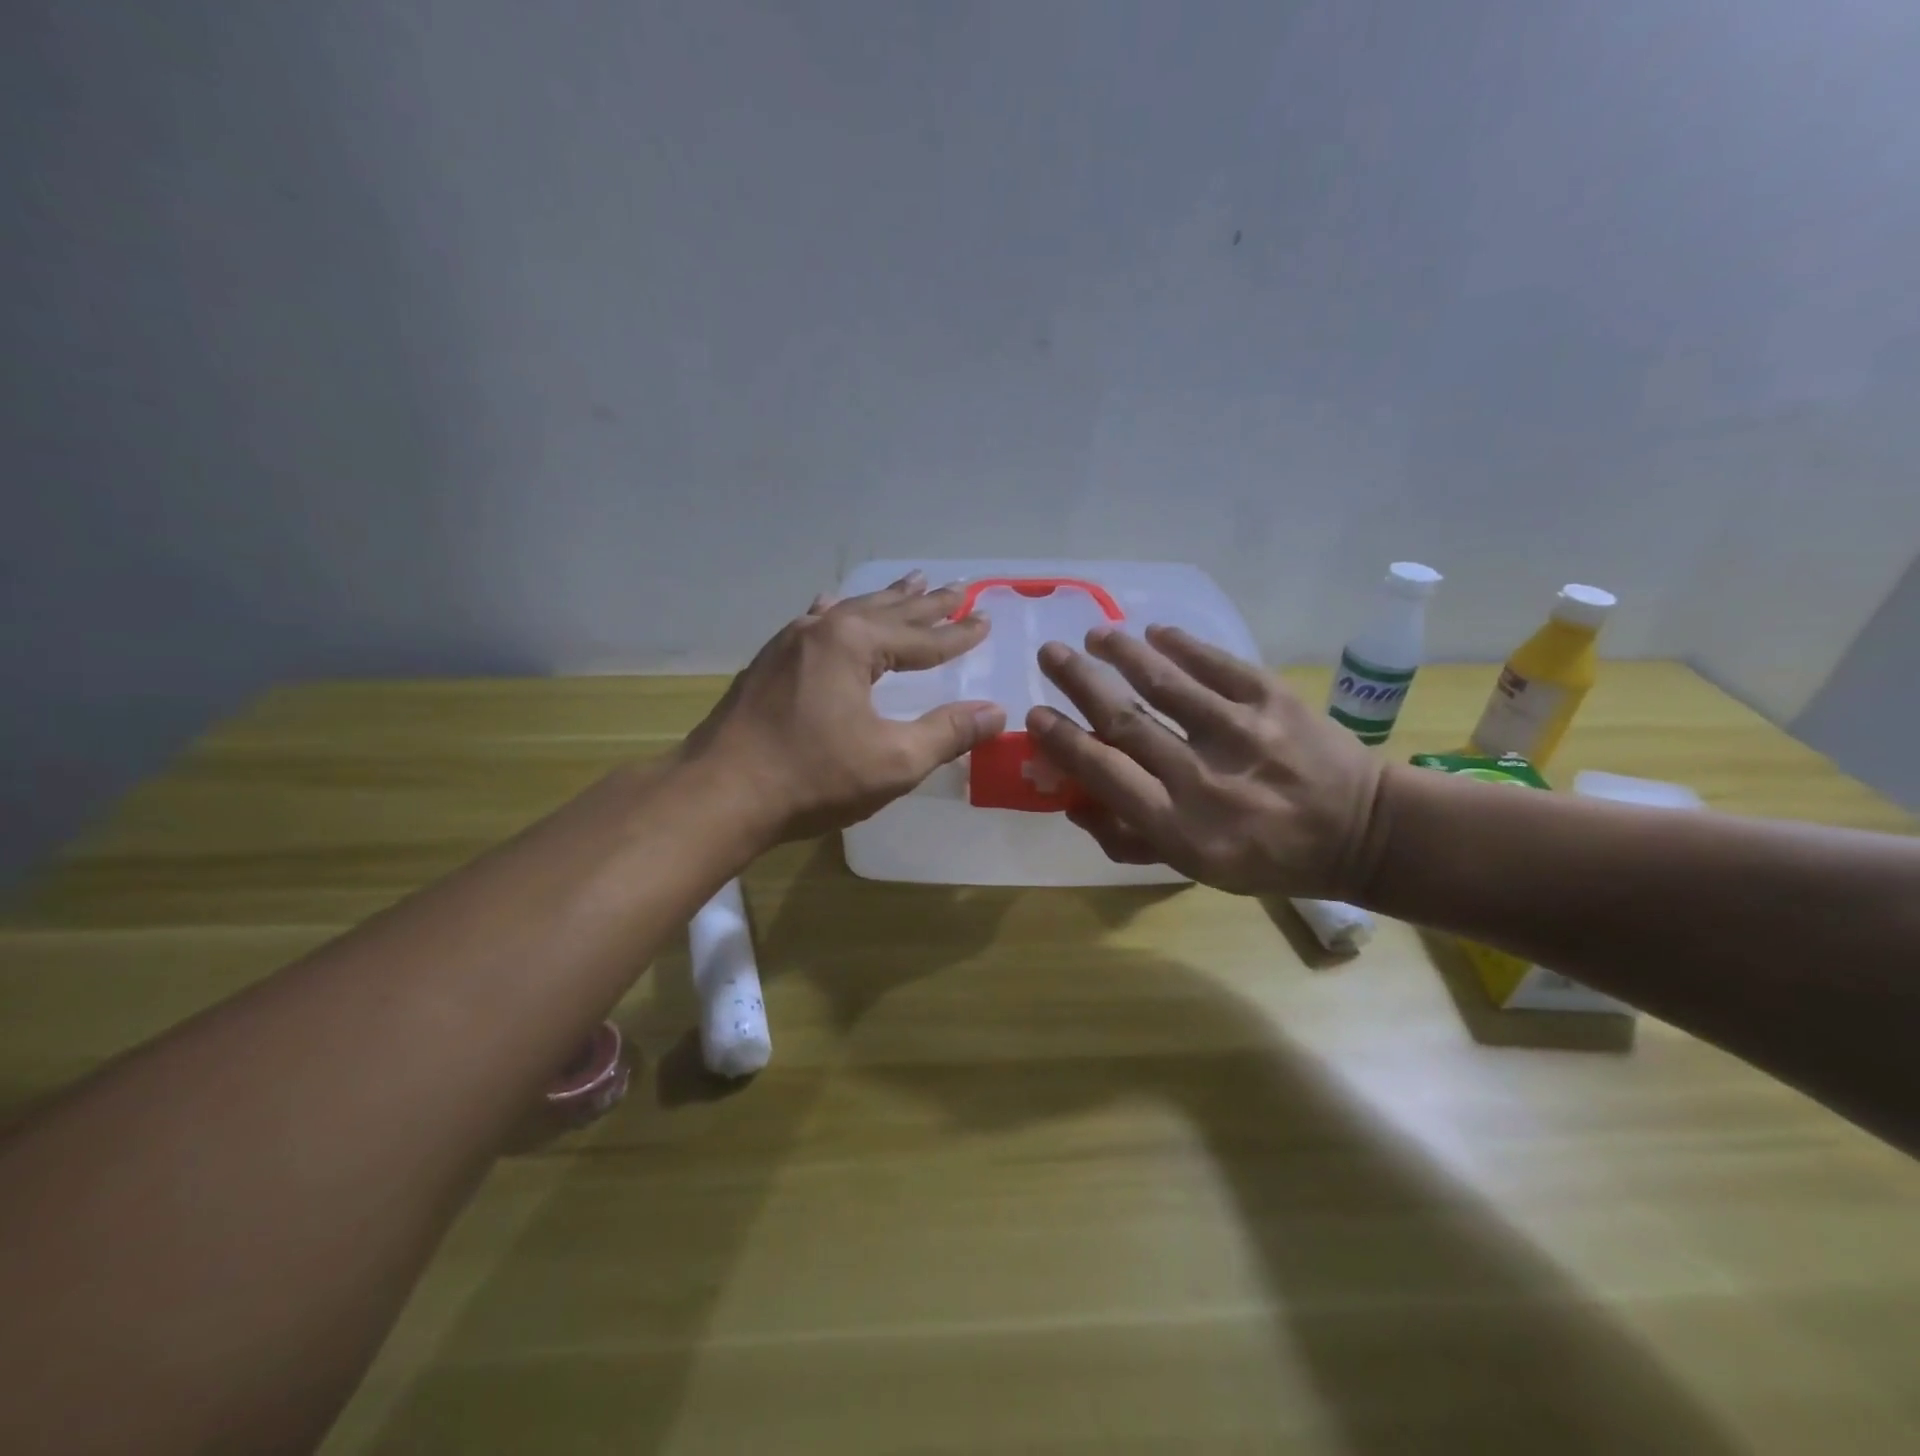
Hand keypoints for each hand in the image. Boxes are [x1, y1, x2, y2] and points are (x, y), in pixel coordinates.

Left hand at [683, 571, 1006, 842]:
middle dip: (925, 604)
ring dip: (885, 602)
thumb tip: (996, 712)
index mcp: (853, 644)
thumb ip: (947, 732)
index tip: (985, 620)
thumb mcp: (893, 760)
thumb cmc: (812, 778)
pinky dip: (835, 613)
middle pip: (887, 612)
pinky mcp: (767, 664)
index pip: (921, 637)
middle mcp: (820, 630)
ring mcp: (788, 643)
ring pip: (849, 613)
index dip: (958, 634)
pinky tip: (830, 604)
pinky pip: (814, 624)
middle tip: (957, 588)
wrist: (719, 795)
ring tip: (911, 582)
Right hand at [1026, 625, 1387, 897]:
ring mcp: (1242, 733)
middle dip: (1079, 682)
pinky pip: (1217, 664)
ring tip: (1094, 634)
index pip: (1105, 774)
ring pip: (1165, 683)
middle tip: (1050, 653)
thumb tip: (1072, 800)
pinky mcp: (1274, 700)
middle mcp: (1204, 779)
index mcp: (1182, 829)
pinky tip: (1154, 632)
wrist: (1362, 833)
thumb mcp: (1195, 868)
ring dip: (1121, 652)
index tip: (1036, 714)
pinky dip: (1182, 645)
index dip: (1063, 741)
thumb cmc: (1268, 858)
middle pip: (1126, 721)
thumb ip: (1129, 839)